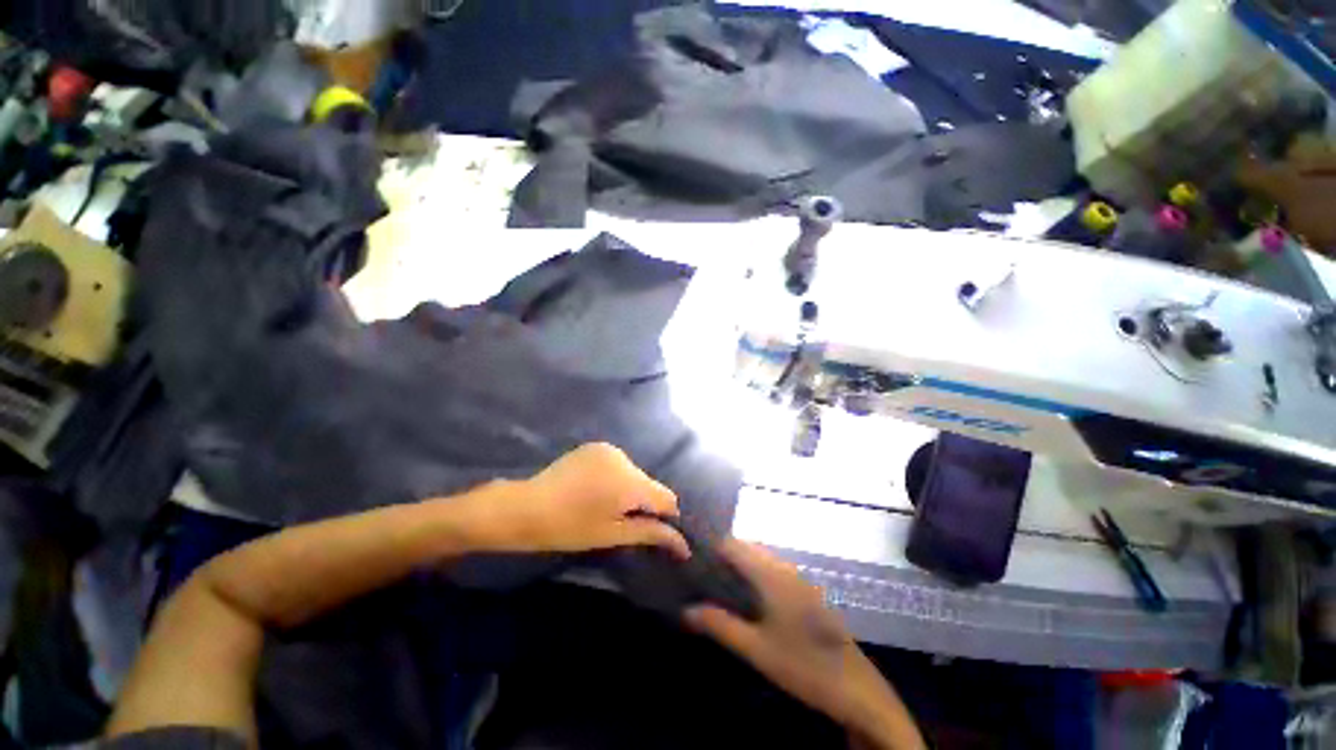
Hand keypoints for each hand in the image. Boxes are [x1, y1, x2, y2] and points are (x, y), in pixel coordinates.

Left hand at [455, 443, 689, 558]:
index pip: (667, 498)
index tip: (648, 530)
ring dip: (629, 489)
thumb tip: (684, 545)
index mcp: (631, 482)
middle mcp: (625, 459)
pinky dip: (616, 477)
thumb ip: (651, 533)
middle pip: (649, 484)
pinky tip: (594, 489)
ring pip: (634, 473)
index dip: (664, 517)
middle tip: (619, 521)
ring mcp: (609, 449)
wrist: (526, 507)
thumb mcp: (613, 534)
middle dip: (643, 503)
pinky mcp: (595, 447)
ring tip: (603, 505)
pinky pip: (619, 464)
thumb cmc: (570, 528)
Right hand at [685, 540, 923, 749]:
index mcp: (772, 574)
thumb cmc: (802, 665)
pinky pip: (773, 569)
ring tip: (716, 581)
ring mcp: (799, 578)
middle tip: (699, 571)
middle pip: (747, 547)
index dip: (711, 545)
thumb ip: (720, 625)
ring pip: (761, 557)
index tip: (690, 555)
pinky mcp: (806, 591)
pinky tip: (746, 595)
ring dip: (739, 562)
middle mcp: (785, 568)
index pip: (734, 544)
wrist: (855, 688)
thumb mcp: (756, 649)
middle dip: (723, 553)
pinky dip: (754, 571)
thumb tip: (686, 610)